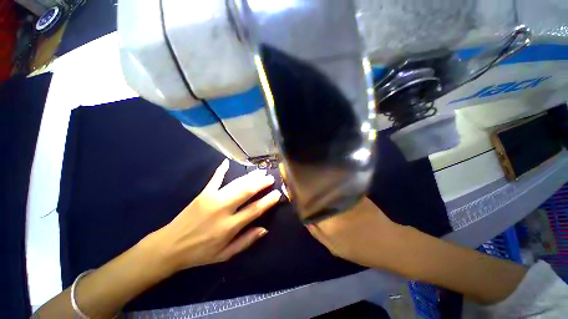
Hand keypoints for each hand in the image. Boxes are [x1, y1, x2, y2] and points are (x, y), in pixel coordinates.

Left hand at [147, 159, 280, 272]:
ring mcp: (212, 199)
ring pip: (236, 184)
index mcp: (230, 226)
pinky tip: (227, 162)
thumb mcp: (225, 255)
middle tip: (270, 178)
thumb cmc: (200, 253)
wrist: (170, 247)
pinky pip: (214, 179)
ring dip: (250, 177)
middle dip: (261, 183)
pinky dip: (221, 170)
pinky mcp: (203, 194)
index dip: (268, 201)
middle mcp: (223, 210)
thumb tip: (264, 229)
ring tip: (260, 172)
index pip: (255, 209)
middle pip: (247, 192)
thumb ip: (246, 241)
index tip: (277, 193)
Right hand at [306, 197, 403, 269]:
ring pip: (327, 191)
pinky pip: (338, 189)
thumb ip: (317, 233)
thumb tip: (306, 219)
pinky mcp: (355, 194)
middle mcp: (335, 206)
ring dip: (321, 191)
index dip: (303, 202)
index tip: (300, 201)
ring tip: (317, 192)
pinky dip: (333, 190)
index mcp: (328, 221)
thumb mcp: (335, 248)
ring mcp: (346, 198)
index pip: (309, 206)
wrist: (389, 243)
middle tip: (308, 195)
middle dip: (311, 194)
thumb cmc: (361, 250)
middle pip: (317, 195)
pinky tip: (331, 191)